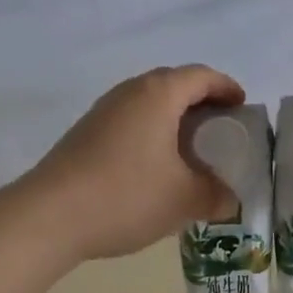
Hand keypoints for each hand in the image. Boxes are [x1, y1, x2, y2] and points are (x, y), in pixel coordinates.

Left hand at [30, 65, 244, 260]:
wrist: (49, 216)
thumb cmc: (126, 196)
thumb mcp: (184, 199)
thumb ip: (216, 195)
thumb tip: (229, 199)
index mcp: (157, 94)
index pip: (201, 76)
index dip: (226, 88)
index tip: (242, 108)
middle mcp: (128, 92)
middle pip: (173, 85)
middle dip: (201, 104)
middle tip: (220, 131)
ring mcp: (101, 112)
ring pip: (148, 106)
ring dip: (173, 121)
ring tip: (191, 152)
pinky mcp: (84, 135)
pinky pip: (129, 123)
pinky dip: (151, 135)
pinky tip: (155, 169)